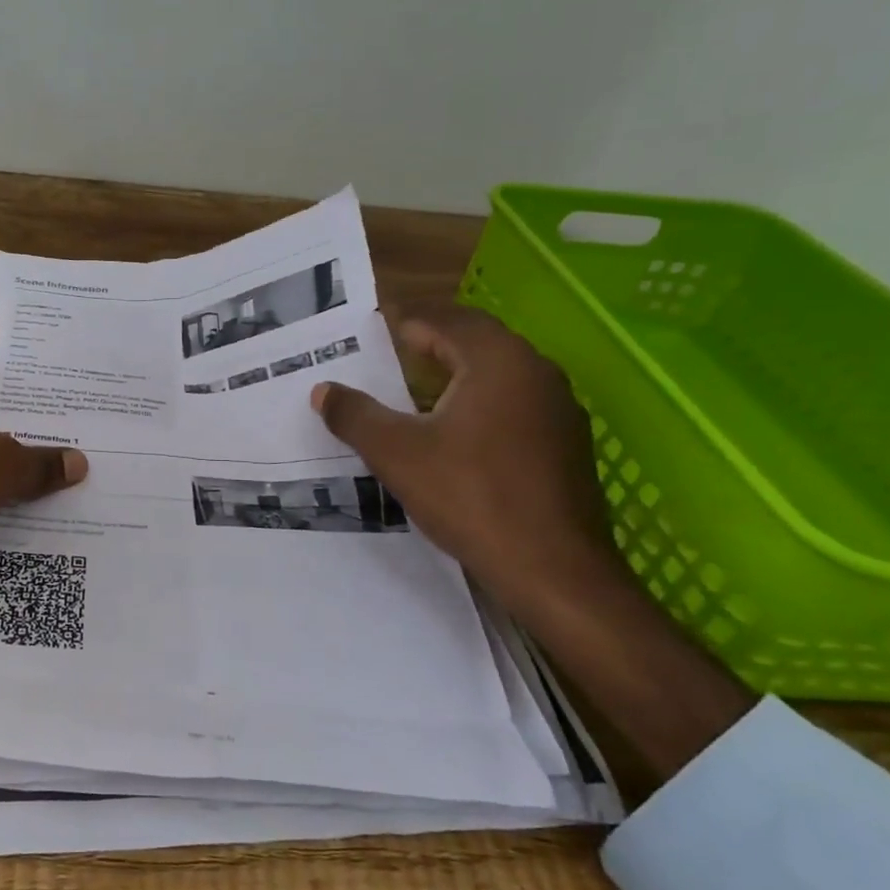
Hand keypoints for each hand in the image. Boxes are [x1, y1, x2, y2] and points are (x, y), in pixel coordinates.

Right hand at [312, 306, 751, 779]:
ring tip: (412, 391)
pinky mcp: (566, 443)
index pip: (445, 319)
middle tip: (386, 354)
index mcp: (497, 360)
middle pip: (475, 340)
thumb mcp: (396, 453)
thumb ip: (354, 415)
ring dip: (455, 373)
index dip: (404, 321)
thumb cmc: (471, 497)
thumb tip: (323, 390)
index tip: (370, 328)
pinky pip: (513, 404)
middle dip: (429, 343)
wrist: (555, 570)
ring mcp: (558, 408)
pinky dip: (479, 402)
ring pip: (497, 373)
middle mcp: (535, 372)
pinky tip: (454, 433)